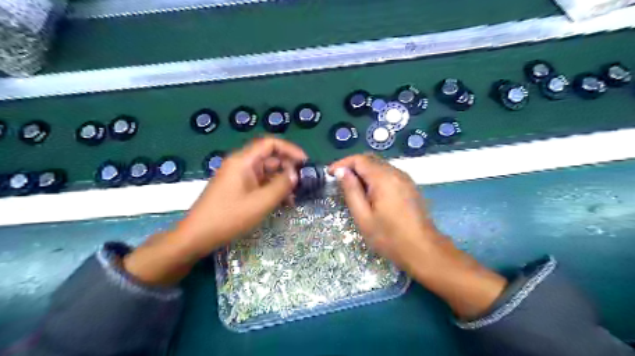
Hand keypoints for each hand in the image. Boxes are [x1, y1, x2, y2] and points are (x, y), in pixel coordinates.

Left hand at [124, 136, 307, 285]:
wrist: (196, 236)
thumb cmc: (229, 217)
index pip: (270, 144)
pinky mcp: (237, 188)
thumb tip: (295, 173)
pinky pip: (259, 183)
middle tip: (302, 184)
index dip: (290, 150)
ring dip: (281, 182)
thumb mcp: (261, 202)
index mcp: (243, 161)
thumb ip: (281, 185)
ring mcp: (238, 177)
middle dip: (287, 168)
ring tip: (294, 198)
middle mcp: (240, 164)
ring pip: (265, 172)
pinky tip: (282, 203)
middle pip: (269, 158)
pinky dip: (271, 190)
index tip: (305, 163)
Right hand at [330, 156, 503, 319]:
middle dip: (352, 166)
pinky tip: (369, 192)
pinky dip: (374, 177)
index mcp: (383, 178)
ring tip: (351, 187)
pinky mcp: (409, 186)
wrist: (423, 250)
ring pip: (380, 166)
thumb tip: (342, 172)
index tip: (330, 174)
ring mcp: (405, 179)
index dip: (342, 163)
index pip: (359, 160)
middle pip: (370, 160)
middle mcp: (396, 173)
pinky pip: (388, 174)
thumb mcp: (363, 216)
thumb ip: (351, 191)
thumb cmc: (389, 237)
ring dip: (363, 172)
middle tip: (338, 180)